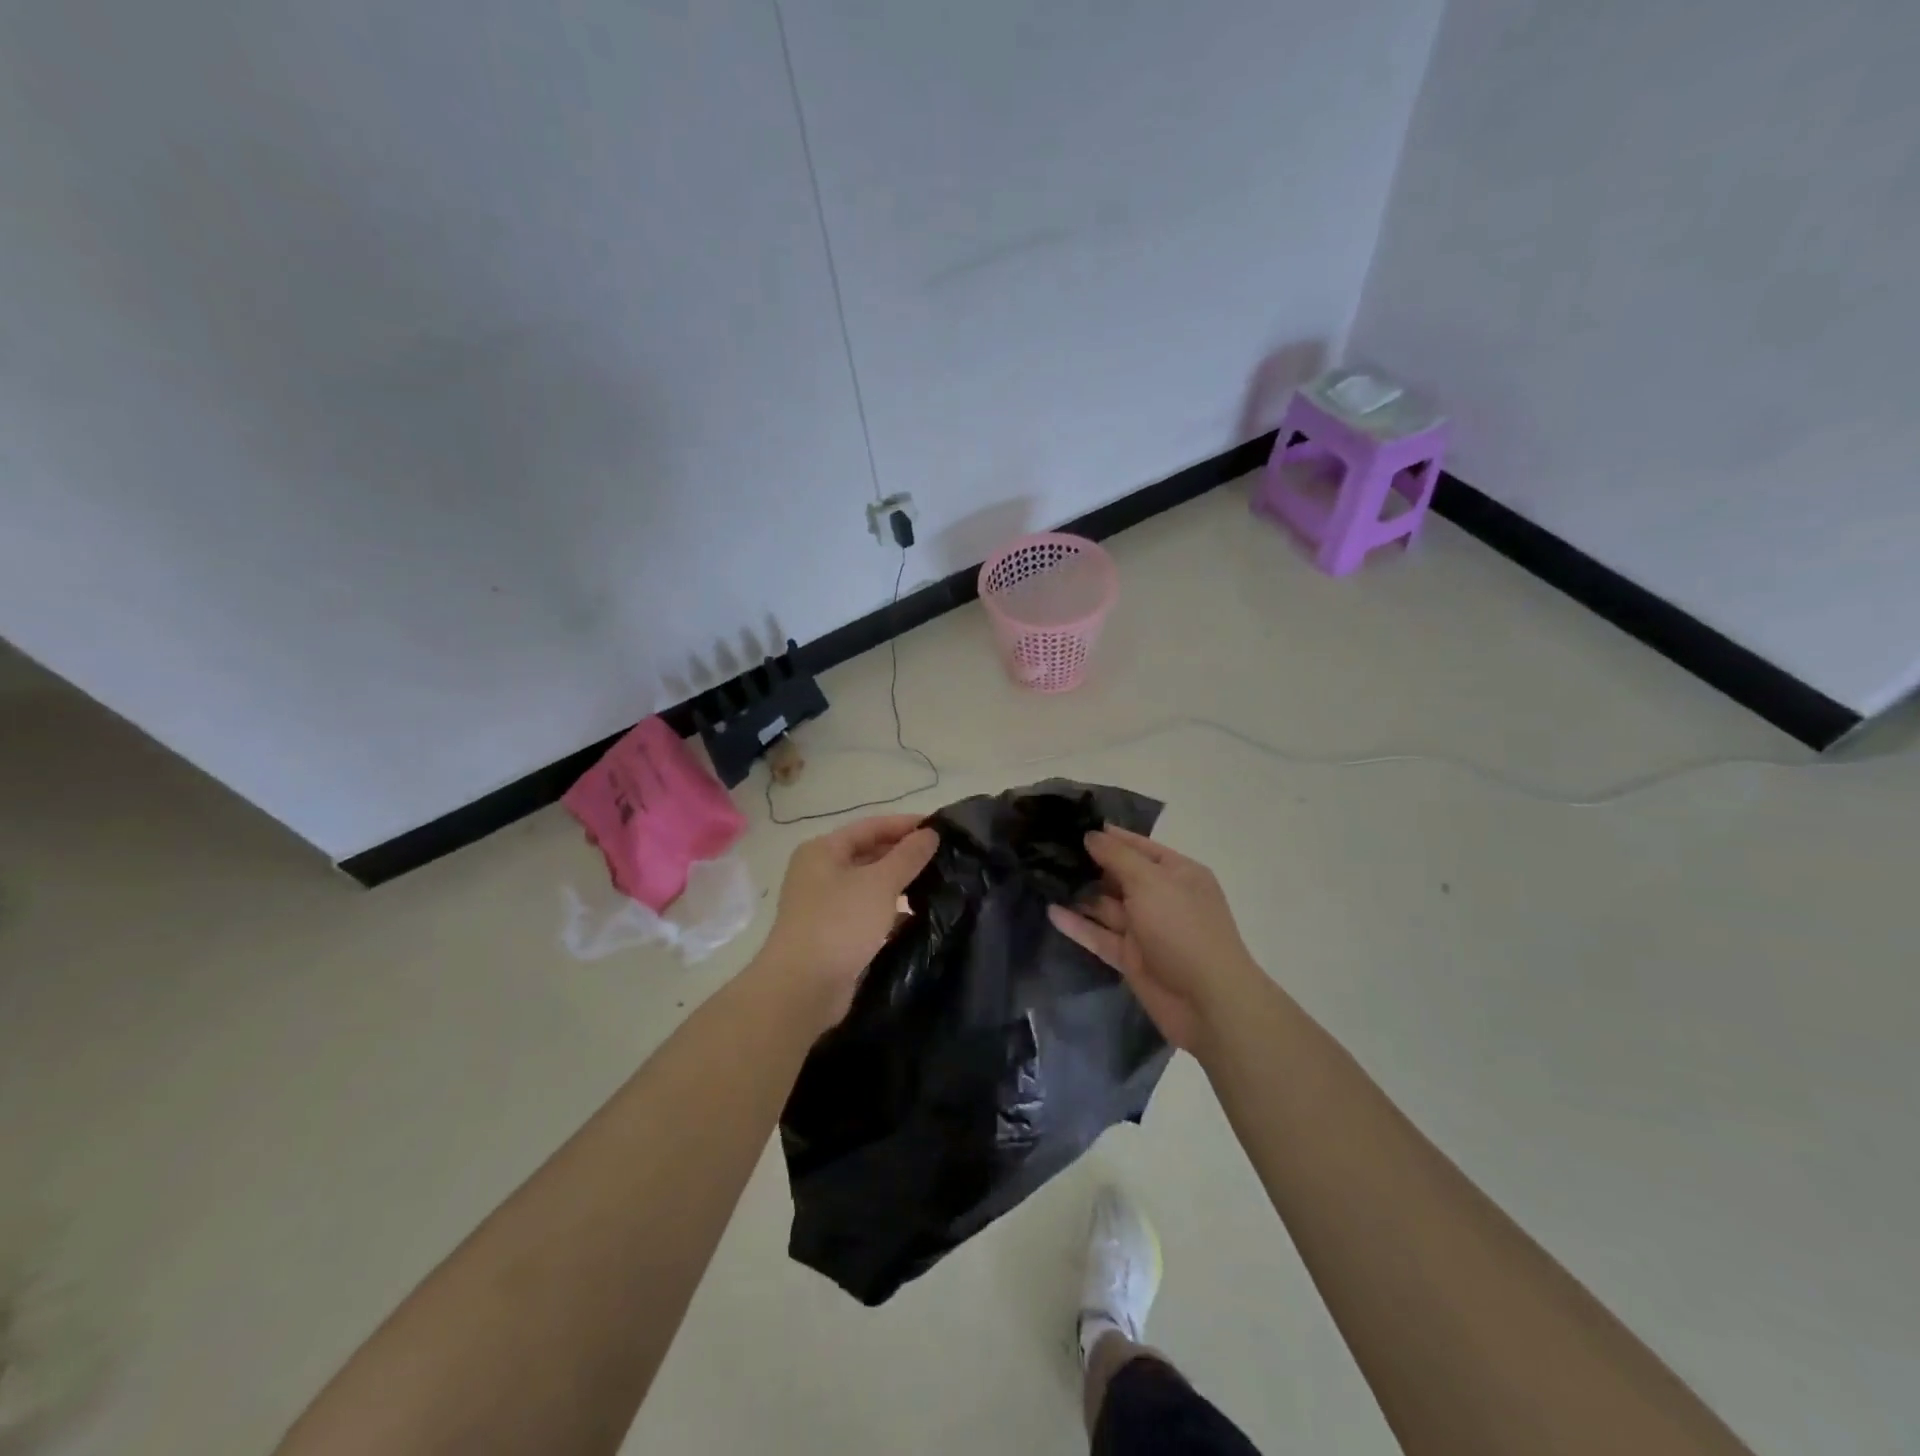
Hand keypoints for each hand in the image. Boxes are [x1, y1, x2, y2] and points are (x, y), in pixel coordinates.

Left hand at [757, 815, 938, 1029]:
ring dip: (900, 886)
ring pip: (870, 886)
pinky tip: (919, 918)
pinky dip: (891, 913)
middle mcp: (820, 873)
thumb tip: (930, 833)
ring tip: (939, 886)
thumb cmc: (840, 923)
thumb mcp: (880, 883)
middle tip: (945, 858)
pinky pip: (868, 914)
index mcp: (823, 850)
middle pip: (869, 854)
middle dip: (905, 856)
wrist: (803, 988)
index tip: (942, 829)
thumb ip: (908, 856)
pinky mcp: (834, 935)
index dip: (906, 825)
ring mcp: (825, 906)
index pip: (871, 826)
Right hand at [1048, 826, 1261, 1054]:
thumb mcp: (1151, 882)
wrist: (1208, 1002)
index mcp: (1177, 874)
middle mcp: (1162, 898)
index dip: (1109, 836)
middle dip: (1089, 864)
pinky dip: (1078, 925)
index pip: (1139, 846)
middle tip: (1048, 851)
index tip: (1073, 825)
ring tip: (1043, 878)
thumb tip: (1092, 835)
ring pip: (1107, 907)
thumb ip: (1118, 857)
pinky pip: (1100, 935)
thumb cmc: (1183, 929)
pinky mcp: (1131, 958)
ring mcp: (1146, 929)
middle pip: (1120, 876)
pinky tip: (1051, 911)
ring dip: (1080, 894)